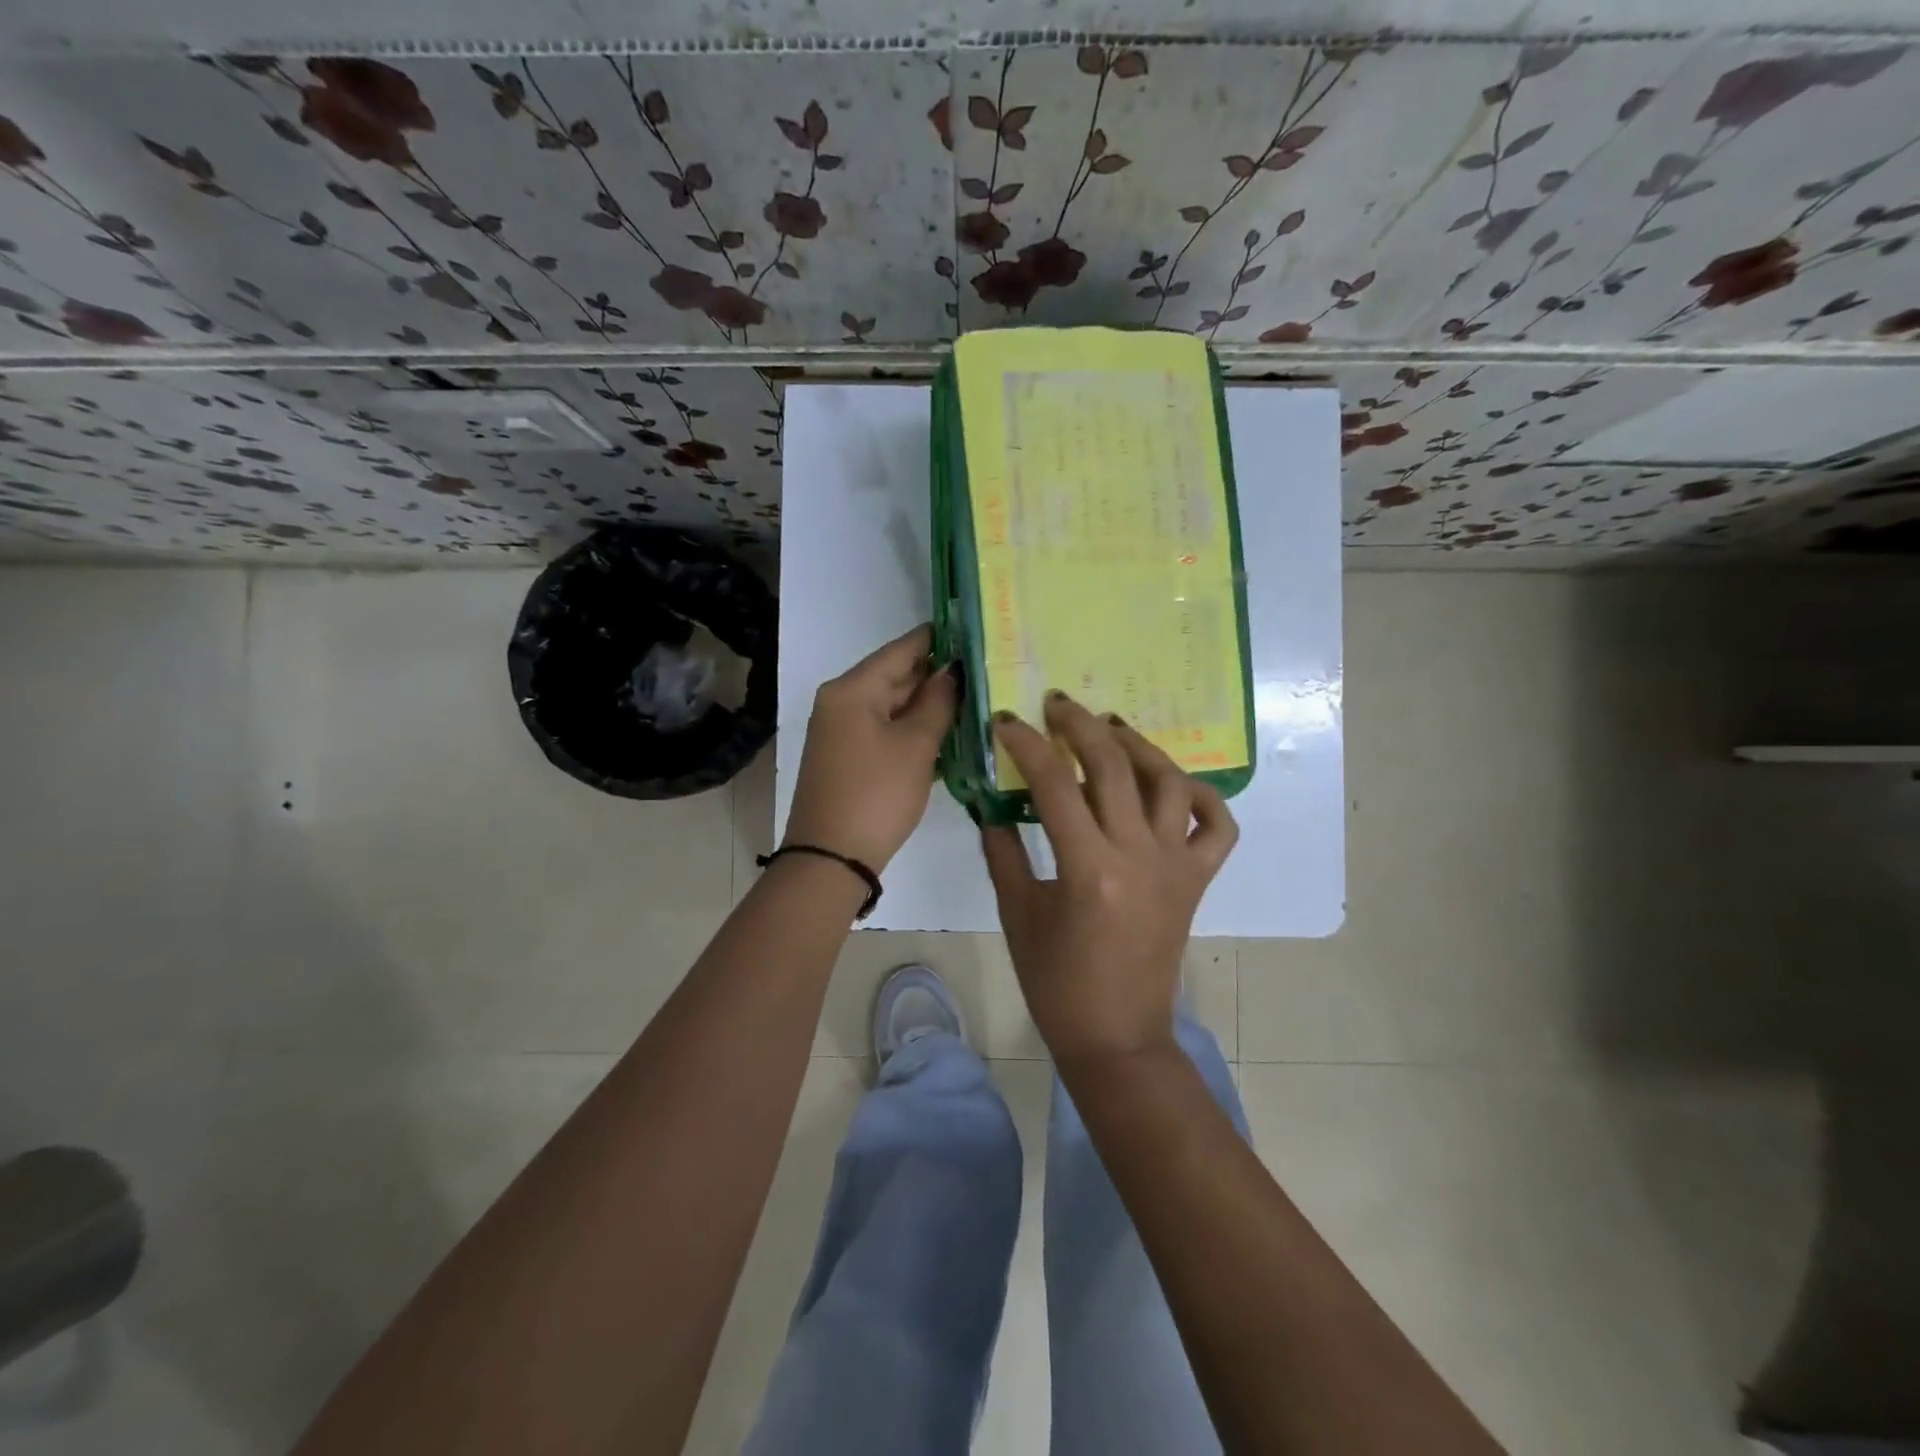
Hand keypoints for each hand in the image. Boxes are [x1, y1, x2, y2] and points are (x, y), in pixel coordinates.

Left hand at [784, 624, 957, 871]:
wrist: (832, 859)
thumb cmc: (877, 794)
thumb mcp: (916, 745)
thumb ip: (938, 702)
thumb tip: (953, 671)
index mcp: (852, 689)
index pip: (902, 649)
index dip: (939, 638)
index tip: (975, 630)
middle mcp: (841, 701)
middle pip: (896, 675)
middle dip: (938, 674)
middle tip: (986, 669)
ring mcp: (842, 730)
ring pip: (893, 705)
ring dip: (929, 703)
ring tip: (977, 697)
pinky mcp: (848, 756)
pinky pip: (886, 728)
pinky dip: (914, 727)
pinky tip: (949, 731)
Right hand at [981, 693, 1238, 1066]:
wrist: (1117, 1035)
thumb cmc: (1057, 982)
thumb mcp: (1018, 914)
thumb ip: (1002, 853)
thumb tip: (990, 806)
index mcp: (1089, 867)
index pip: (1054, 784)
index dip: (1027, 745)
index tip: (1007, 722)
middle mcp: (1139, 855)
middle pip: (1113, 767)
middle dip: (1081, 726)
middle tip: (1058, 704)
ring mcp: (1176, 865)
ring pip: (1168, 782)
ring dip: (1139, 746)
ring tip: (1111, 727)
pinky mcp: (1198, 879)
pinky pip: (1216, 826)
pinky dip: (1201, 795)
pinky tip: (1172, 782)